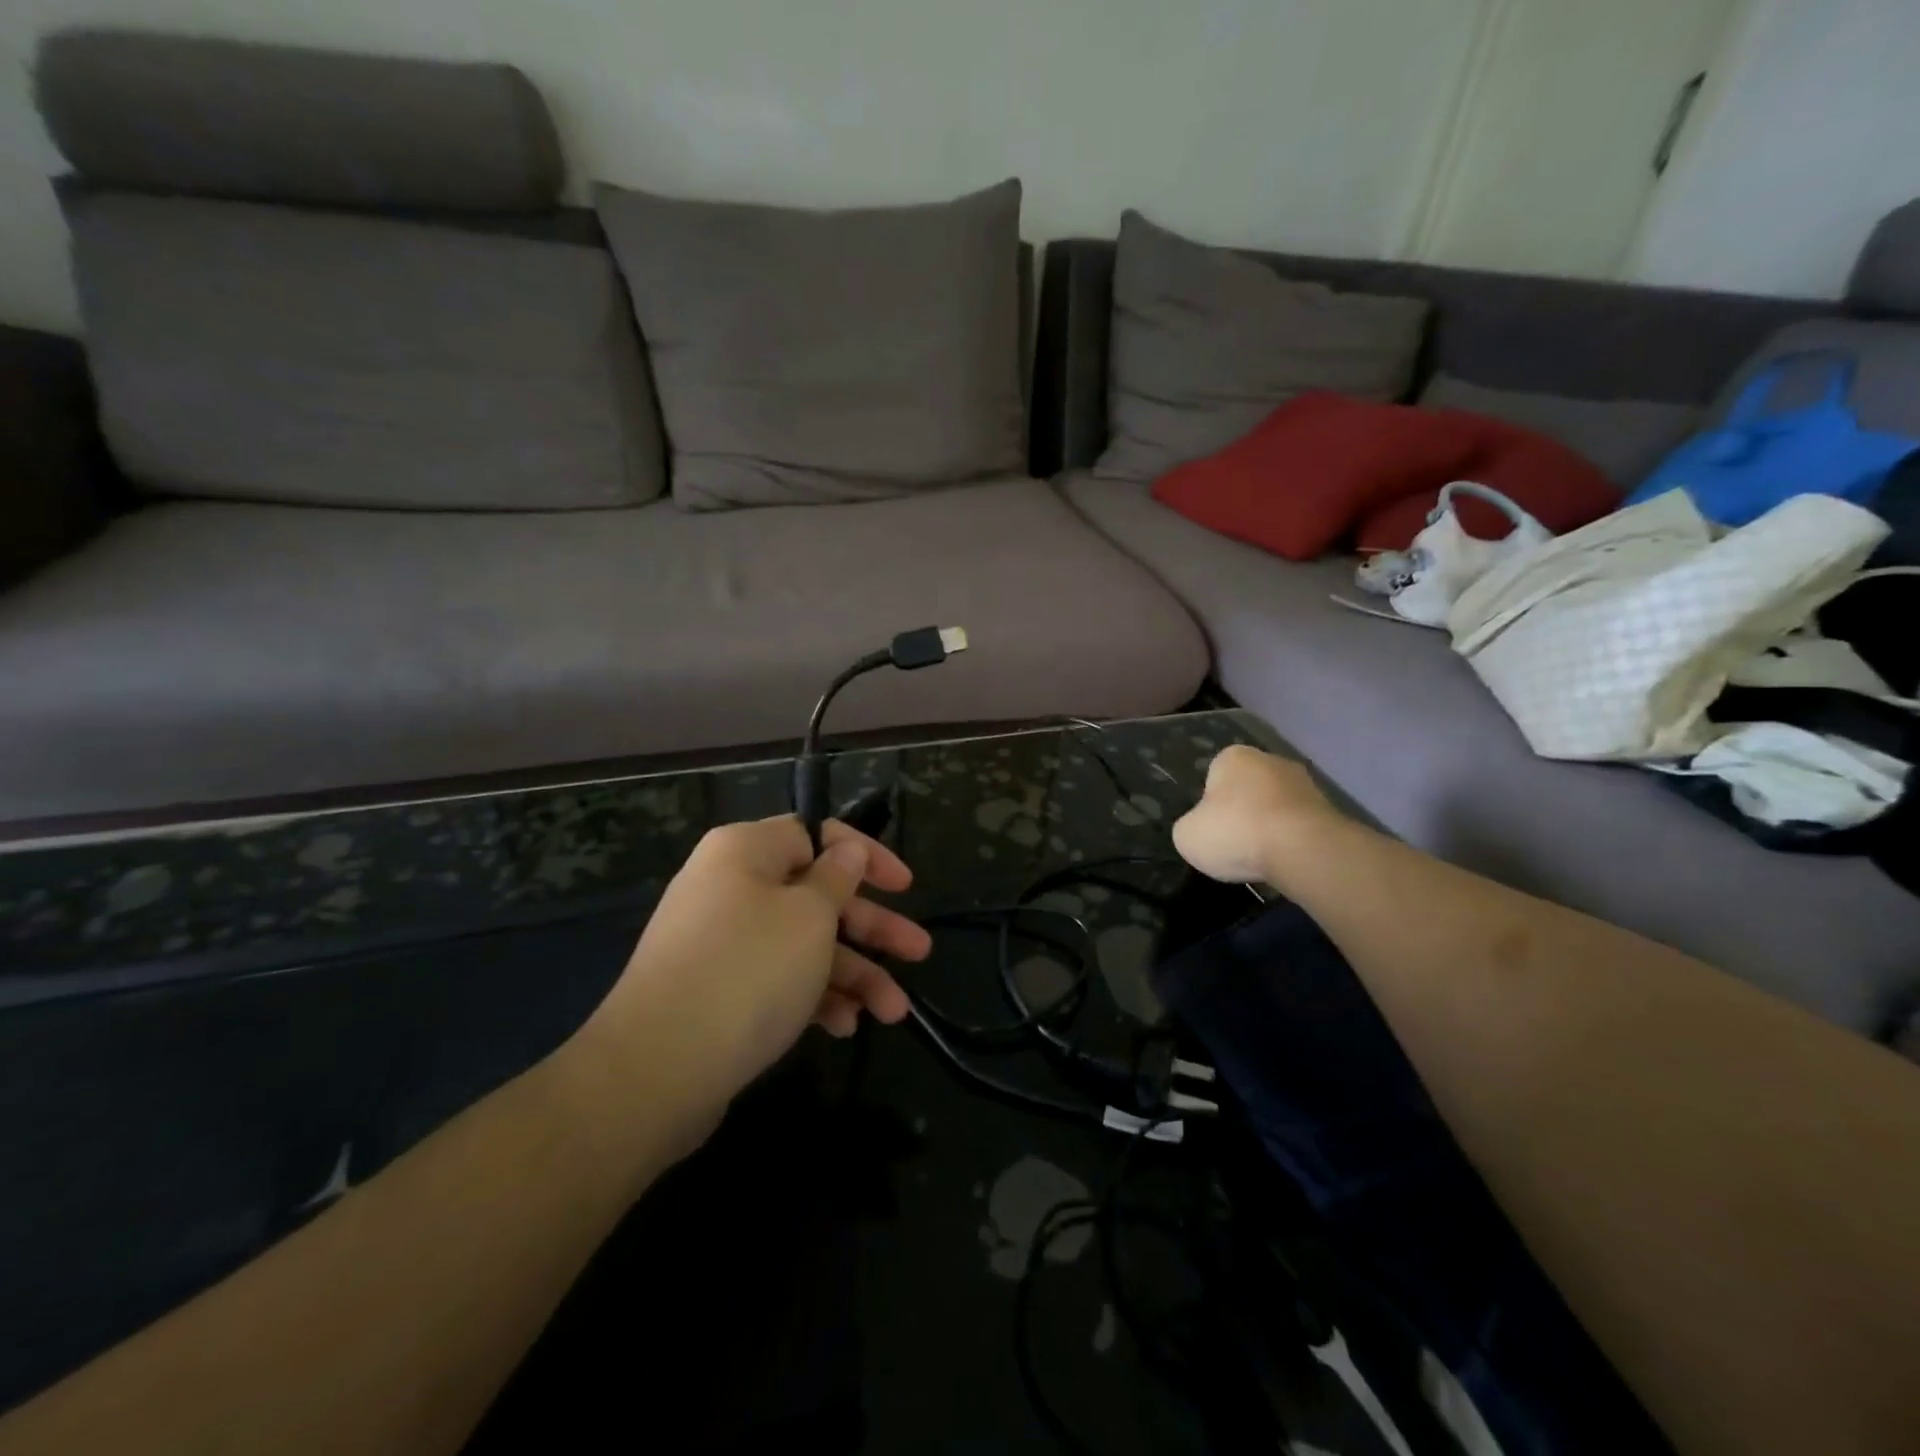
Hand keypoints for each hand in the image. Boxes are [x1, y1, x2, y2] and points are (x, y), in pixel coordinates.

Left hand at [579, 817, 930, 1125]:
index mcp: (746, 852)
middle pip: (817, 895)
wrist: (655, 1070)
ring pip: (803, 944)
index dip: (866, 856)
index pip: (816, 834)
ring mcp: (720, 942)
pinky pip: (776, 979)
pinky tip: (844, 1027)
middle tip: (919, 951)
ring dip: (853, 974)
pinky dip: (813, 998)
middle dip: (872, 927)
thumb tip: (846, 850)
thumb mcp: (810, 916)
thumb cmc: (748, 971)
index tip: (905, 886)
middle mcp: (730, 887)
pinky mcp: (716, 991)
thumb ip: (837, 878)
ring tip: (895, 1012)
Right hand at [1172, 745, 1346, 883]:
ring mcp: (1306, 783)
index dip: (1210, 805)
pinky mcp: (1330, 809)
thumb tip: (1204, 830)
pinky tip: (1286, 862)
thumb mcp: (1187, 836)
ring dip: (1270, 828)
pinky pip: (1300, 826)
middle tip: (1235, 844)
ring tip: (1262, 859)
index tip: (1213, 829)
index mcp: (1233, 757)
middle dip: (1243, 813)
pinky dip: (1293, 842)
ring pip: (1276, 807)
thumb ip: (1191, 827)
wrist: (1303, 850)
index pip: (1214, 777)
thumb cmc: (1236, 833)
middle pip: (1248, 789)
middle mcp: (1271, 760)